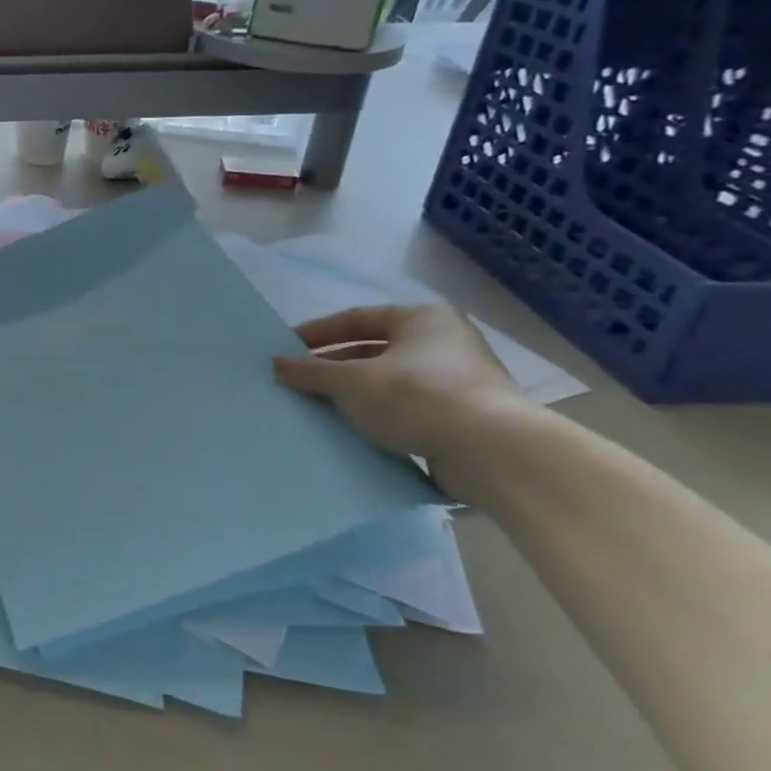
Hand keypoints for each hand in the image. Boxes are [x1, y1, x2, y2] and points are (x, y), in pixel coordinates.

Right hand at [271, 303, 523, 465]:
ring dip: (356, 393)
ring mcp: (459, 380)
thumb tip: (277, 364)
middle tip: (300, 380)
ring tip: (321, 407)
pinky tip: (356, 430)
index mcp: (421, 318)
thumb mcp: (352, 382)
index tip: (287, 348)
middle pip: (374, 349)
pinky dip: (381, 416)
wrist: (493, 453)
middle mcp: (444, 341)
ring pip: (390, 381)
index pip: (356, 318)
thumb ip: (312, 372)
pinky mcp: (465, 417)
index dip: (318, 333)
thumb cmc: (417, 397)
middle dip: (335, 366)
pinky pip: (409, 408)